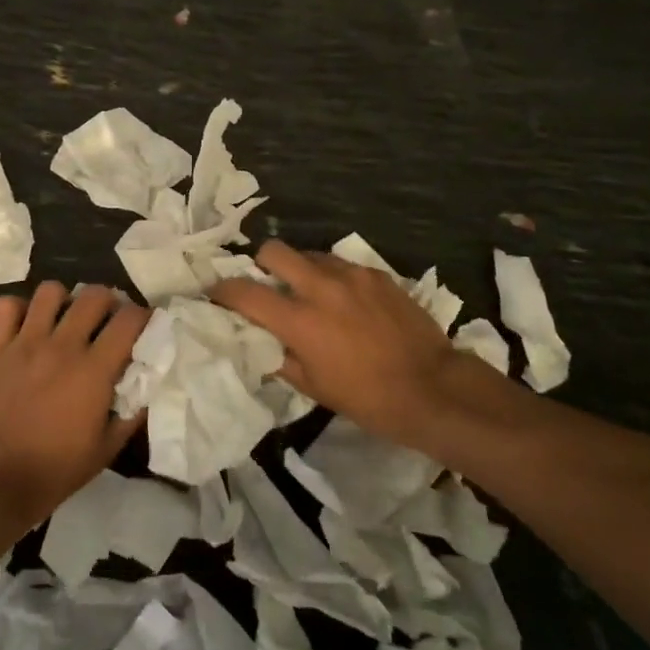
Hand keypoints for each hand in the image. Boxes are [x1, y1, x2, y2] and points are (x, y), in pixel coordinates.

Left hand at [0, 282, 146, 530]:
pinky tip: (28, 325)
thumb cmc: (54, 470)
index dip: (143, 316)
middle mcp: (62, 346)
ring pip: (50, 291)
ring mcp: (26, 343)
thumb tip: (146, 387)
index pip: (129, 320)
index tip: (144, 325)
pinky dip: (19, 308)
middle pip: (93, 295)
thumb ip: (130, 414)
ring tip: (67, 318)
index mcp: (94, 370)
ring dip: (65, 299)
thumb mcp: (106, 450)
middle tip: (108, 320)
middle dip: (109, 301)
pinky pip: (7, 307)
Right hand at [209, 240, 494, 449]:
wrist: (434, 388)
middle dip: (261, 263)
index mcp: (299, 320)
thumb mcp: (314, 388)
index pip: (245, 292)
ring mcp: (351, 276)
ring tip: (310, 293)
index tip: (216, 293)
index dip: (222, 290)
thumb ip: (279, 358)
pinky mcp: (376, 274)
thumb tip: (258, 340)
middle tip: (267, 283)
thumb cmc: (368, 398)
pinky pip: (342, 265)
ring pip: (310, 254)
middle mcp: (321, 287)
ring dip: (300, 269)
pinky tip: (345, 301)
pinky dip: (333, 277)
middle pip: (274, 250)